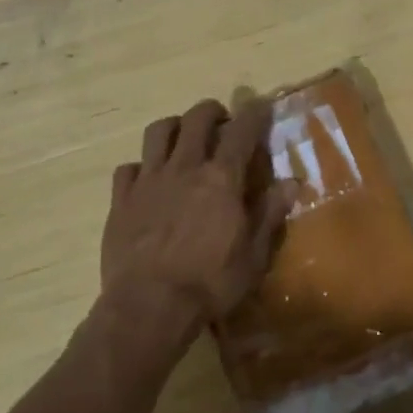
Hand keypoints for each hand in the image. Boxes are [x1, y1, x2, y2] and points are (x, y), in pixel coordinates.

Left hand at [99, 98, 294, 340]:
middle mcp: (184, 168)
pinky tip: (147, 180)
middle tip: (221, 121)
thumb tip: (292, 182)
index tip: (260, 105)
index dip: (254, 113)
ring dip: (174, 127)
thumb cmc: (210, 283)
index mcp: (221, 178)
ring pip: (157, 132)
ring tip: (182, 138)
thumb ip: (270, 214)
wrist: (148, 306)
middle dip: (212, 111)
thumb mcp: (254, 256)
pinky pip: (128, 168)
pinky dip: (140, 167)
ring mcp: (148, 180)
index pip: (242, 130)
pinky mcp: (121, 199)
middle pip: (197, 118)